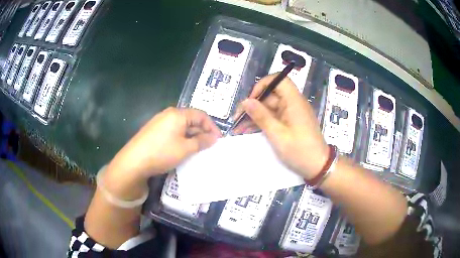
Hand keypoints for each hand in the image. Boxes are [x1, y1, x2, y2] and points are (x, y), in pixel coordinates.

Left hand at [107, 107, 220, 179]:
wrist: (134, 161)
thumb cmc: (162, 152)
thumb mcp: (185, 148)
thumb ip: (201, 142)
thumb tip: (214, 138)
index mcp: (178, 114)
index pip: (201, 115)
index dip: (212, 127)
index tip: (218, 140)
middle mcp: (169, 114)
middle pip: (191, 119)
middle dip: (202, 132)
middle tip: (209, 146)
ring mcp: (160, 122)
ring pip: (182, 126)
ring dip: (192, 136)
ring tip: (198, 150)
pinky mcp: (154, 130)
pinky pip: (173, 131)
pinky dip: (181, 139)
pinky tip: (182, 150)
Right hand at [233, 74, 328, 179]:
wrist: (318, 167)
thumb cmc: (300, 151)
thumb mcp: (278, 135)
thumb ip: (261, 116)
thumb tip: (246, 101)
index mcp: (294, 101)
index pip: (279, 80)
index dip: (263, 85)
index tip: (251, 99)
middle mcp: (293, 104)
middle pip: (271, 95)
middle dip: (253, 105)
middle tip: (238, 118)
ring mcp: (291, 114)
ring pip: (270, 108)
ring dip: (255, 116)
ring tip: (239, 127)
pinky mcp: (290, 123)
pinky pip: (274, 117)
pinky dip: (262, 122)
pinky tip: (248, 130)